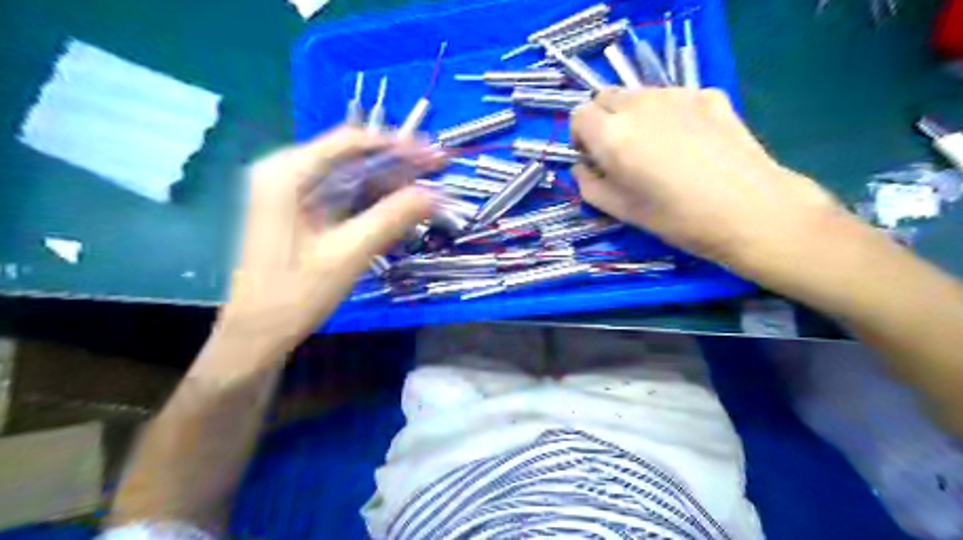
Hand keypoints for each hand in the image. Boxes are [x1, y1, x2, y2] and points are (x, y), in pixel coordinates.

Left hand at [213, 127, 438, 358]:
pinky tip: (399, 208)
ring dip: (388, 183)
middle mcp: (286, 173)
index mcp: (287, 172)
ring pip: (350, 177)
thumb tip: (436, 193)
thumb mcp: (348, 253)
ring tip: (426, 189)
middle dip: (396, 163)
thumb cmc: (295, 293)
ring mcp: (292, 193)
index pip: (350, 141)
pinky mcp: (301, 213)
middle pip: (351, 157)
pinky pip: (343, 197)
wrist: (257, 334)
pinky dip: (372, 201)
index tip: (434, 152)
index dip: (397, 144)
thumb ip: (392, 218)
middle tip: (437, 169)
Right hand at [566, 89, 845, 274]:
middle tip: (622, 152)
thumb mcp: (622, 211)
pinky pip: (673, 97)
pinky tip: (690, 142)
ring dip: (635, 115)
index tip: (594, 157)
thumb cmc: (679, 219)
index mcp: (613, 135)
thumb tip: (582, 167)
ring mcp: (677, 94)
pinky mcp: (707, 94)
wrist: (751, 210)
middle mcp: (639, 105)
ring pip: (639, 94)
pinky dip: (669, 113)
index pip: (578, 115)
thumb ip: (589, 186)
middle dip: (604, 121)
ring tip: (658, 148)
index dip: (581, 136)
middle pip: (606, 97)